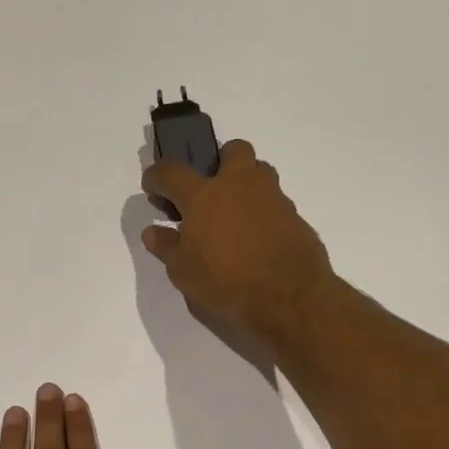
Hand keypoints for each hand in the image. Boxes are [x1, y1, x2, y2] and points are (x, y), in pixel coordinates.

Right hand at [141, 140, 335, 346]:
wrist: (288, 298)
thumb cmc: (225, 284)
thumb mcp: (183, 272)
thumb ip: (166, 247)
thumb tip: (153, 231)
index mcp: (204, 196)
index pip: (171, 172)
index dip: (156, 176)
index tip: (152, 187)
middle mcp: (239, 186)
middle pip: (233, 150)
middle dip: (219, 162)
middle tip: (210, 191)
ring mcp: (272, 197)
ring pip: (260, 171)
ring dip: (245, 183)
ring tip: (234, 215)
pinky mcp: (295, 216)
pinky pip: (275, 202)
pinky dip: (263, 212)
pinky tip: (256, 239)